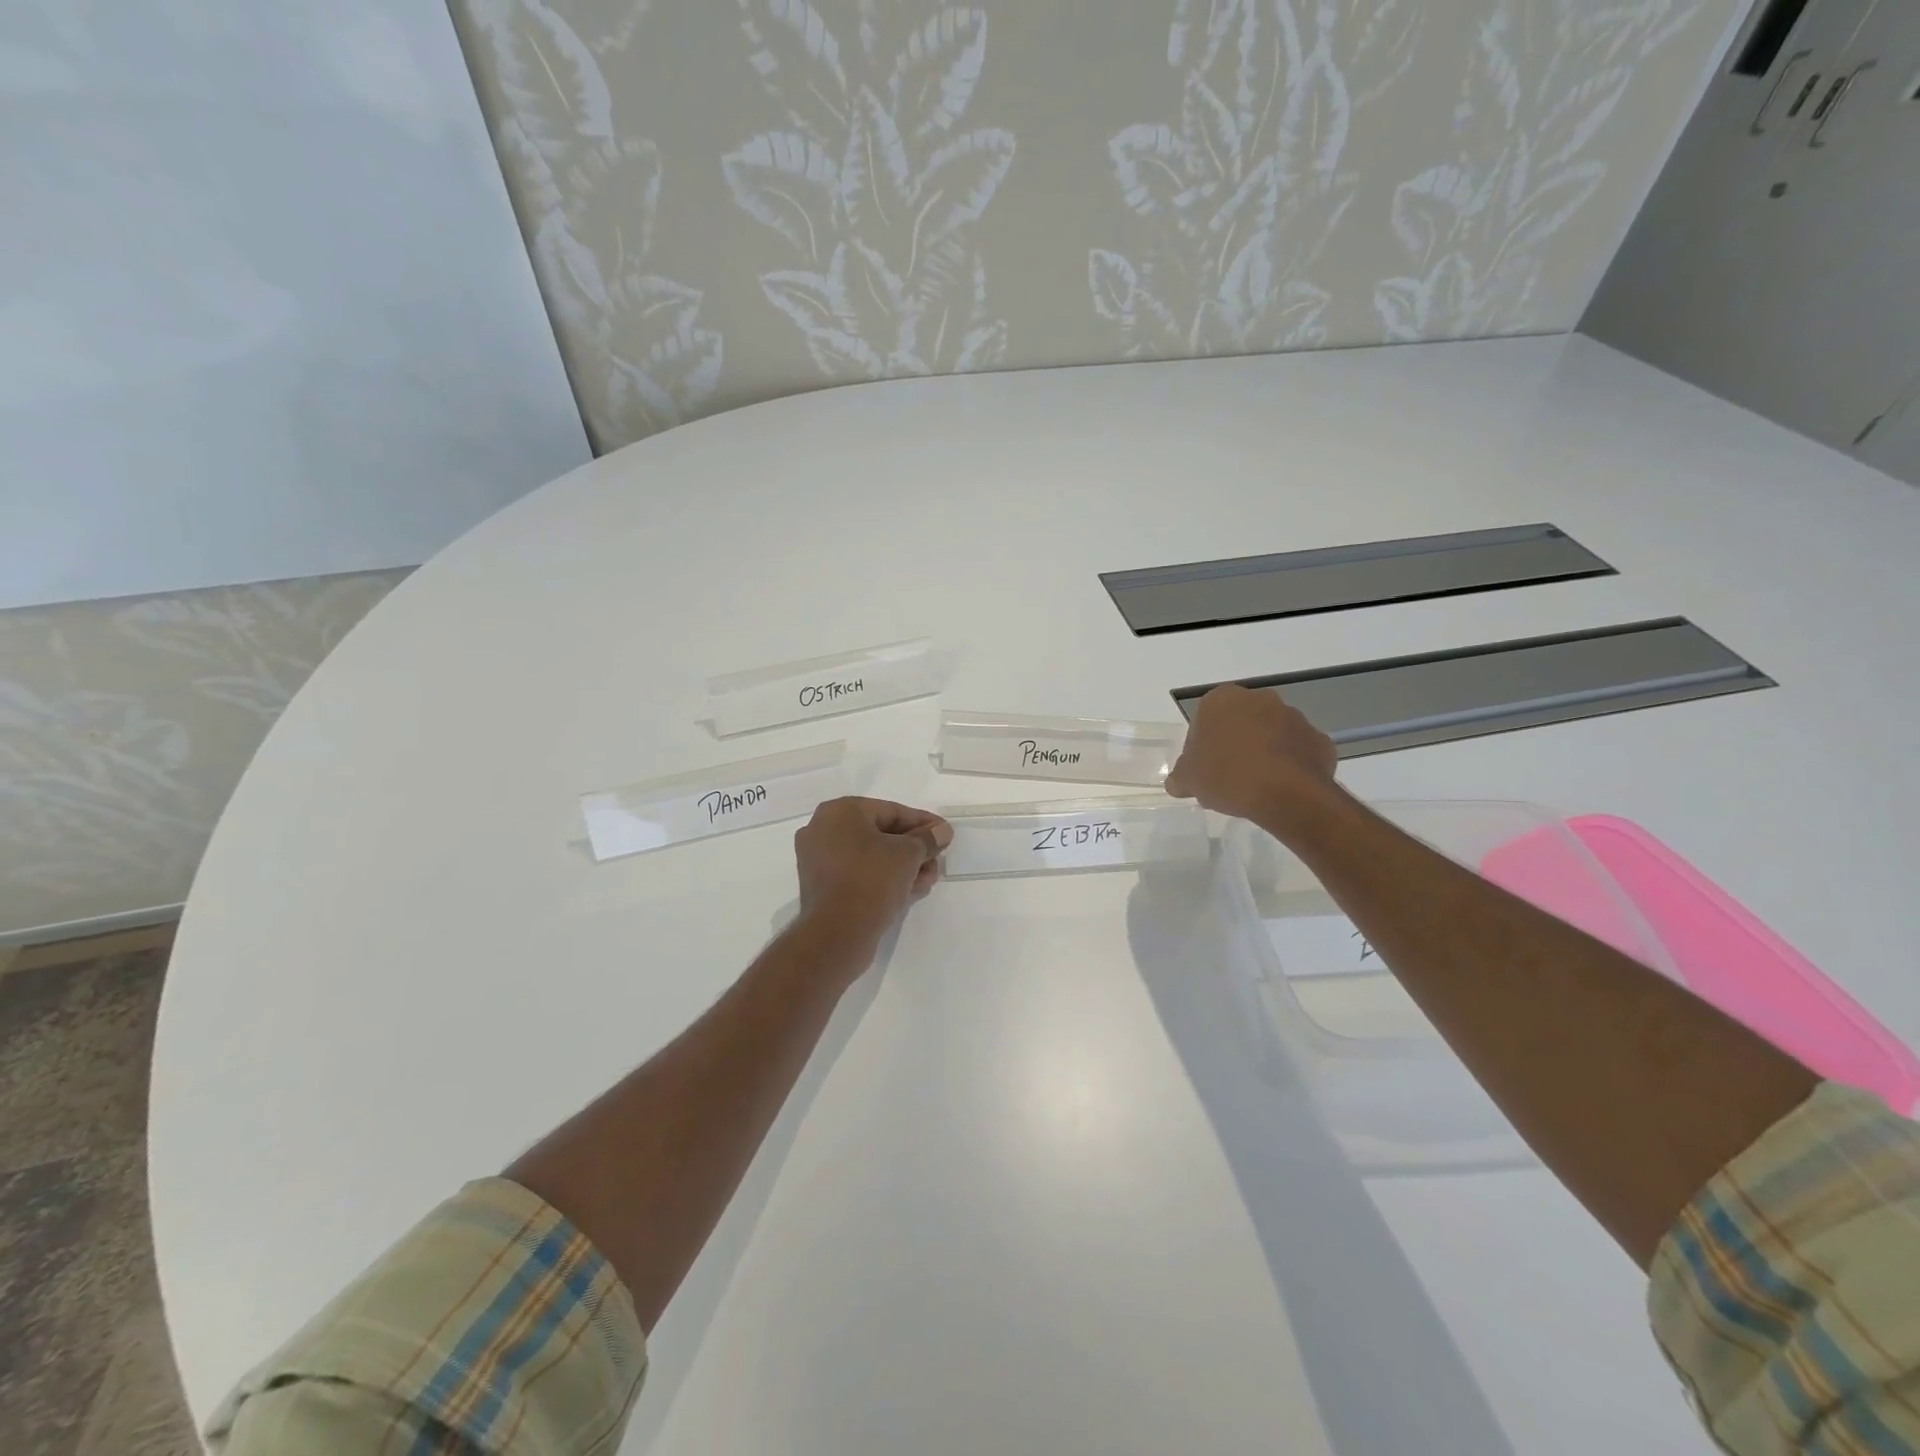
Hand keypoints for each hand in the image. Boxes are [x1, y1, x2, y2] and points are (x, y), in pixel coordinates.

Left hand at [794, 797, 951, 955]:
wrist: (837, 933)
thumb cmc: (872, 879)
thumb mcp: (908, 854)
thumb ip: (927, 838)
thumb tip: (941, 831)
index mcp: (840, 811)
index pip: (891, 811)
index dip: (923, 823)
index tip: (944, 835)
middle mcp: (822, 829)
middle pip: (880, 833)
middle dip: (913, 849)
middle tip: (936, 862)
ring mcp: (817, 859)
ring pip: (870, 856)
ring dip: (901, 866)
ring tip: (926, 880)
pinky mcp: (820, 886)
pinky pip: (857, 873)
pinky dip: (882, 878)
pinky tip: (908, 890)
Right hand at [1164, 684, 1337, 825]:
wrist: (1287, 794)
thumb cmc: (1227, 776)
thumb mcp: (1189, 781)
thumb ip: (1180, 777)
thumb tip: (1178, 782)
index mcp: (1222, 700)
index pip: (1204, 719)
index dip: (1201, 746)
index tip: (1203, 769)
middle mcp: (1259, 699)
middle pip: (1239, 722)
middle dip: (1234, 743)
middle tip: (1227, 776)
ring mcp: (1294, 717)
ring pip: (1270, 733)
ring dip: (1263, 751)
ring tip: (1255, 785)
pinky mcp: (1318, 739)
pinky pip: (1297, 750)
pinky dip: (1290, 764)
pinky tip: (1281, 787)